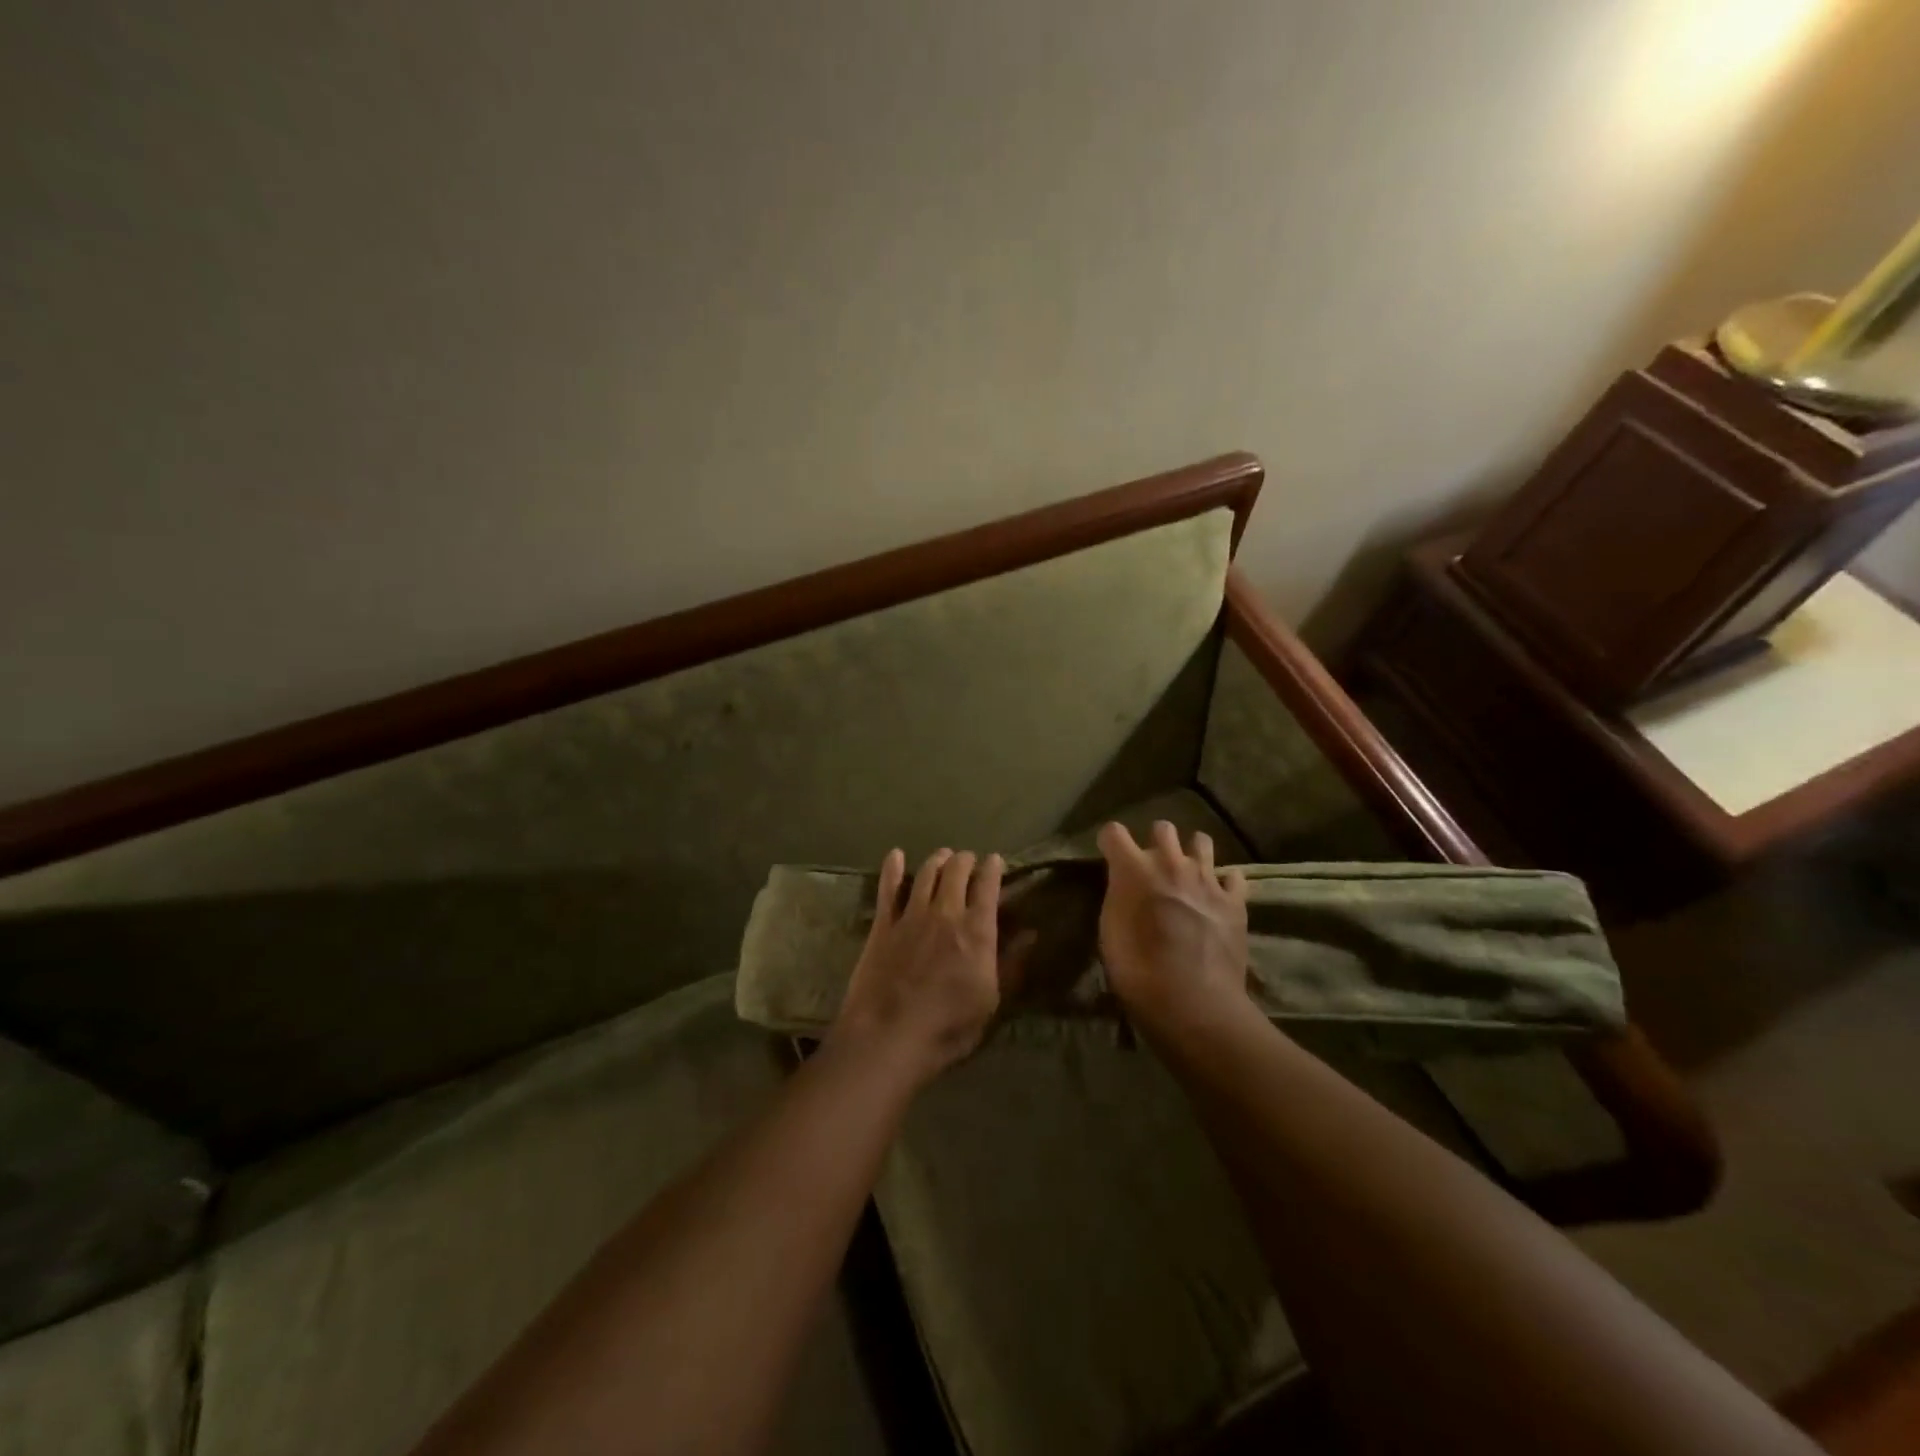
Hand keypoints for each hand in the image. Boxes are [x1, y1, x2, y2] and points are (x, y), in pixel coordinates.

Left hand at [829, 848, 1024, 1083]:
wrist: (888, 1037)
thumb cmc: (948, 1027)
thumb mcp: (991, 1001)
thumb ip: (1011, 963)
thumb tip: (1031, 934)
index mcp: (977, 930)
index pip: (988, 885)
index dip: (993, 868)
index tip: (996, 861)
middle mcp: (946, 912)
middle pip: (957, 870)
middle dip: (966, 859)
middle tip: (969, 860)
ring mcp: (911, 915)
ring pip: (927, 872)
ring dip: (938, 859)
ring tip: (943, 856)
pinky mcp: (883, 924)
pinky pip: (888, 888)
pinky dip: (893, 868)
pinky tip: (896, 855)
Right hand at [1096, 820, 1249, 1032]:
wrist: (1193, 1002)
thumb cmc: (1138, 971)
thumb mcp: (1110, 932)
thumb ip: (1118, 897)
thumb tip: (1124, 885)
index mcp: (1134, 869)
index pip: (1113, 832)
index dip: (1109, 843)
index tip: (1109, 856)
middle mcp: (1171, 863)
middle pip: (1162, 827)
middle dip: (1155, 841)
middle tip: (1151, 866)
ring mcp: (1207, 879)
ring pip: (1202, 841)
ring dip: (1191, 853)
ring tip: (1187, 873)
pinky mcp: (1234, 901)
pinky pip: (1234, 877)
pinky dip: (1225, 883)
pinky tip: (1218, 897)